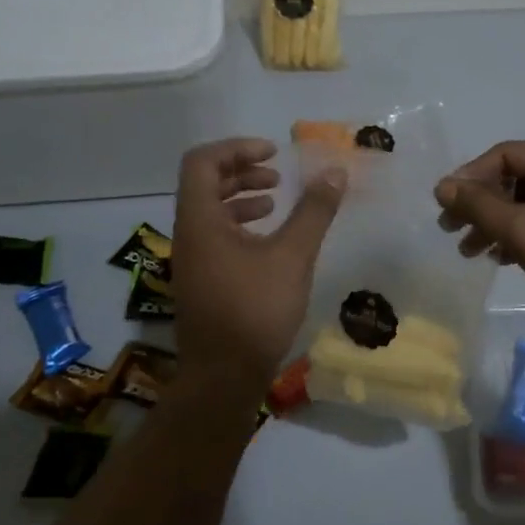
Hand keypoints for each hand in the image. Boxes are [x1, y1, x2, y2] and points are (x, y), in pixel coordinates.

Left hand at [171, 138, 344, 386]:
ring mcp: (193, 261)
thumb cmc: (255, 310)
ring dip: (241, 199)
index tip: (273, 154)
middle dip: (241, 171)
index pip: (202, 162)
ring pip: (210, 212)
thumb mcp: (292, 256)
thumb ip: (313, 211)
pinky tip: (269, 241)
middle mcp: (189, 235)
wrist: (224, 376)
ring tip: (276, 203)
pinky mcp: (203, 282)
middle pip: (204, 184)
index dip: (237, 148)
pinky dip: (241, 226)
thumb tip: (335, 173)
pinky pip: (216, 237)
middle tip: (276, 176)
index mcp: (200, 221)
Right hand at [434, 134, 524, 334]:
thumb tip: (442, 187)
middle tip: (449, 229)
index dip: (470, 176)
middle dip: (480, 205)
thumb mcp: (524, 231)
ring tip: (468, 251)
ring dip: (494, 224)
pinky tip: (498, 258)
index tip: (443, 203)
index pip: (507, 154)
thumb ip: (480, 206)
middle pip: (514, 178)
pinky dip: (516, 235)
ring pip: (524, 202)